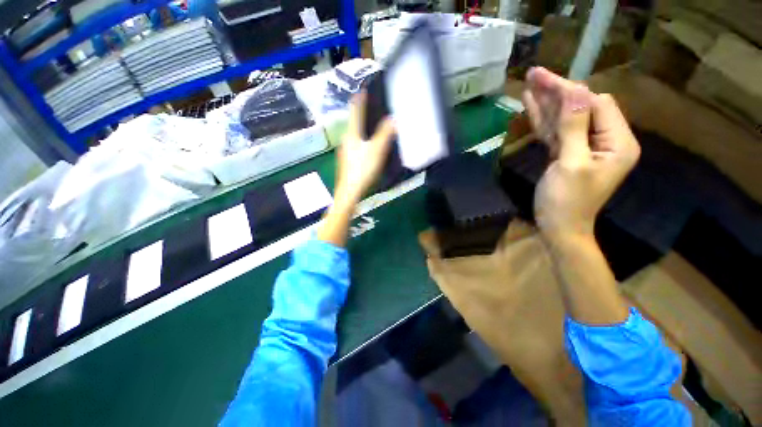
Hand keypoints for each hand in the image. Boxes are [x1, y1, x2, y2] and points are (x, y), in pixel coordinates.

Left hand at [317, 92, 395, 247]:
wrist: (349, 192)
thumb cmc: (362, 170)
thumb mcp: (376, 151)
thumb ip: (385, 134)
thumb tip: (392, 119)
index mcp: (351, 134)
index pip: (355, 112)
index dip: (360, 101)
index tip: (363, 90)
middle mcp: (346, 141)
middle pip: (354, 124)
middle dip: (362, 115)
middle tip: (374, 110)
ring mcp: (345, 152)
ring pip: (355, 136)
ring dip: (363, 130)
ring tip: (374, 127)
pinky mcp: (347, 162)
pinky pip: (356, 146)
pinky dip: (363, 142)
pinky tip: (369, 148)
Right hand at [522, 67, 639, 241]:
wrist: (558, 227)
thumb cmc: (567, 201)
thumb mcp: (571, 164)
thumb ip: (574, 128)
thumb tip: (576, 92)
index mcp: (617, 142)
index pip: (596, 104)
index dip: (571, 92)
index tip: (545, 80)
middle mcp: (605, 140)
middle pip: (581, 107)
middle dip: (558, 92)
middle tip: (534, 74)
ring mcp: (584, 146)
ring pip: (565, 118)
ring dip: (548, 102)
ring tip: (530, 84)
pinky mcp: (566, 153)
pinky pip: (556, 131)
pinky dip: (544, 119)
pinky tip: (531, 105)